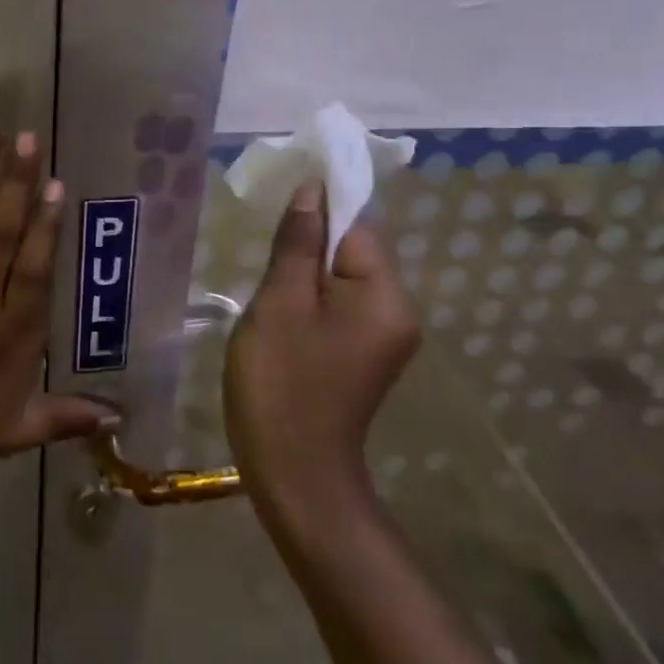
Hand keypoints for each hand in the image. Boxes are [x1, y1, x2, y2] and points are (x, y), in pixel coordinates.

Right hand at [224, 183, 422, 512]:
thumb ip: (298, 241)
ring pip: (345, 275)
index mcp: (385, 293)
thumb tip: (312, 189)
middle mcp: (399, 308)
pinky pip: (344, 302)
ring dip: (308, 268)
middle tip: (265, 251)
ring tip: (268, 283)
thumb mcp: (281, 302)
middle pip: (355, 247)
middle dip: (310, 240)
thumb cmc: (282, 382)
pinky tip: (283, 308)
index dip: (318, 207)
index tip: (277, 205)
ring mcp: (387, 334)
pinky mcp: (369, 351)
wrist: (295, 474)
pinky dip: (314, 295)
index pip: (356, 224)